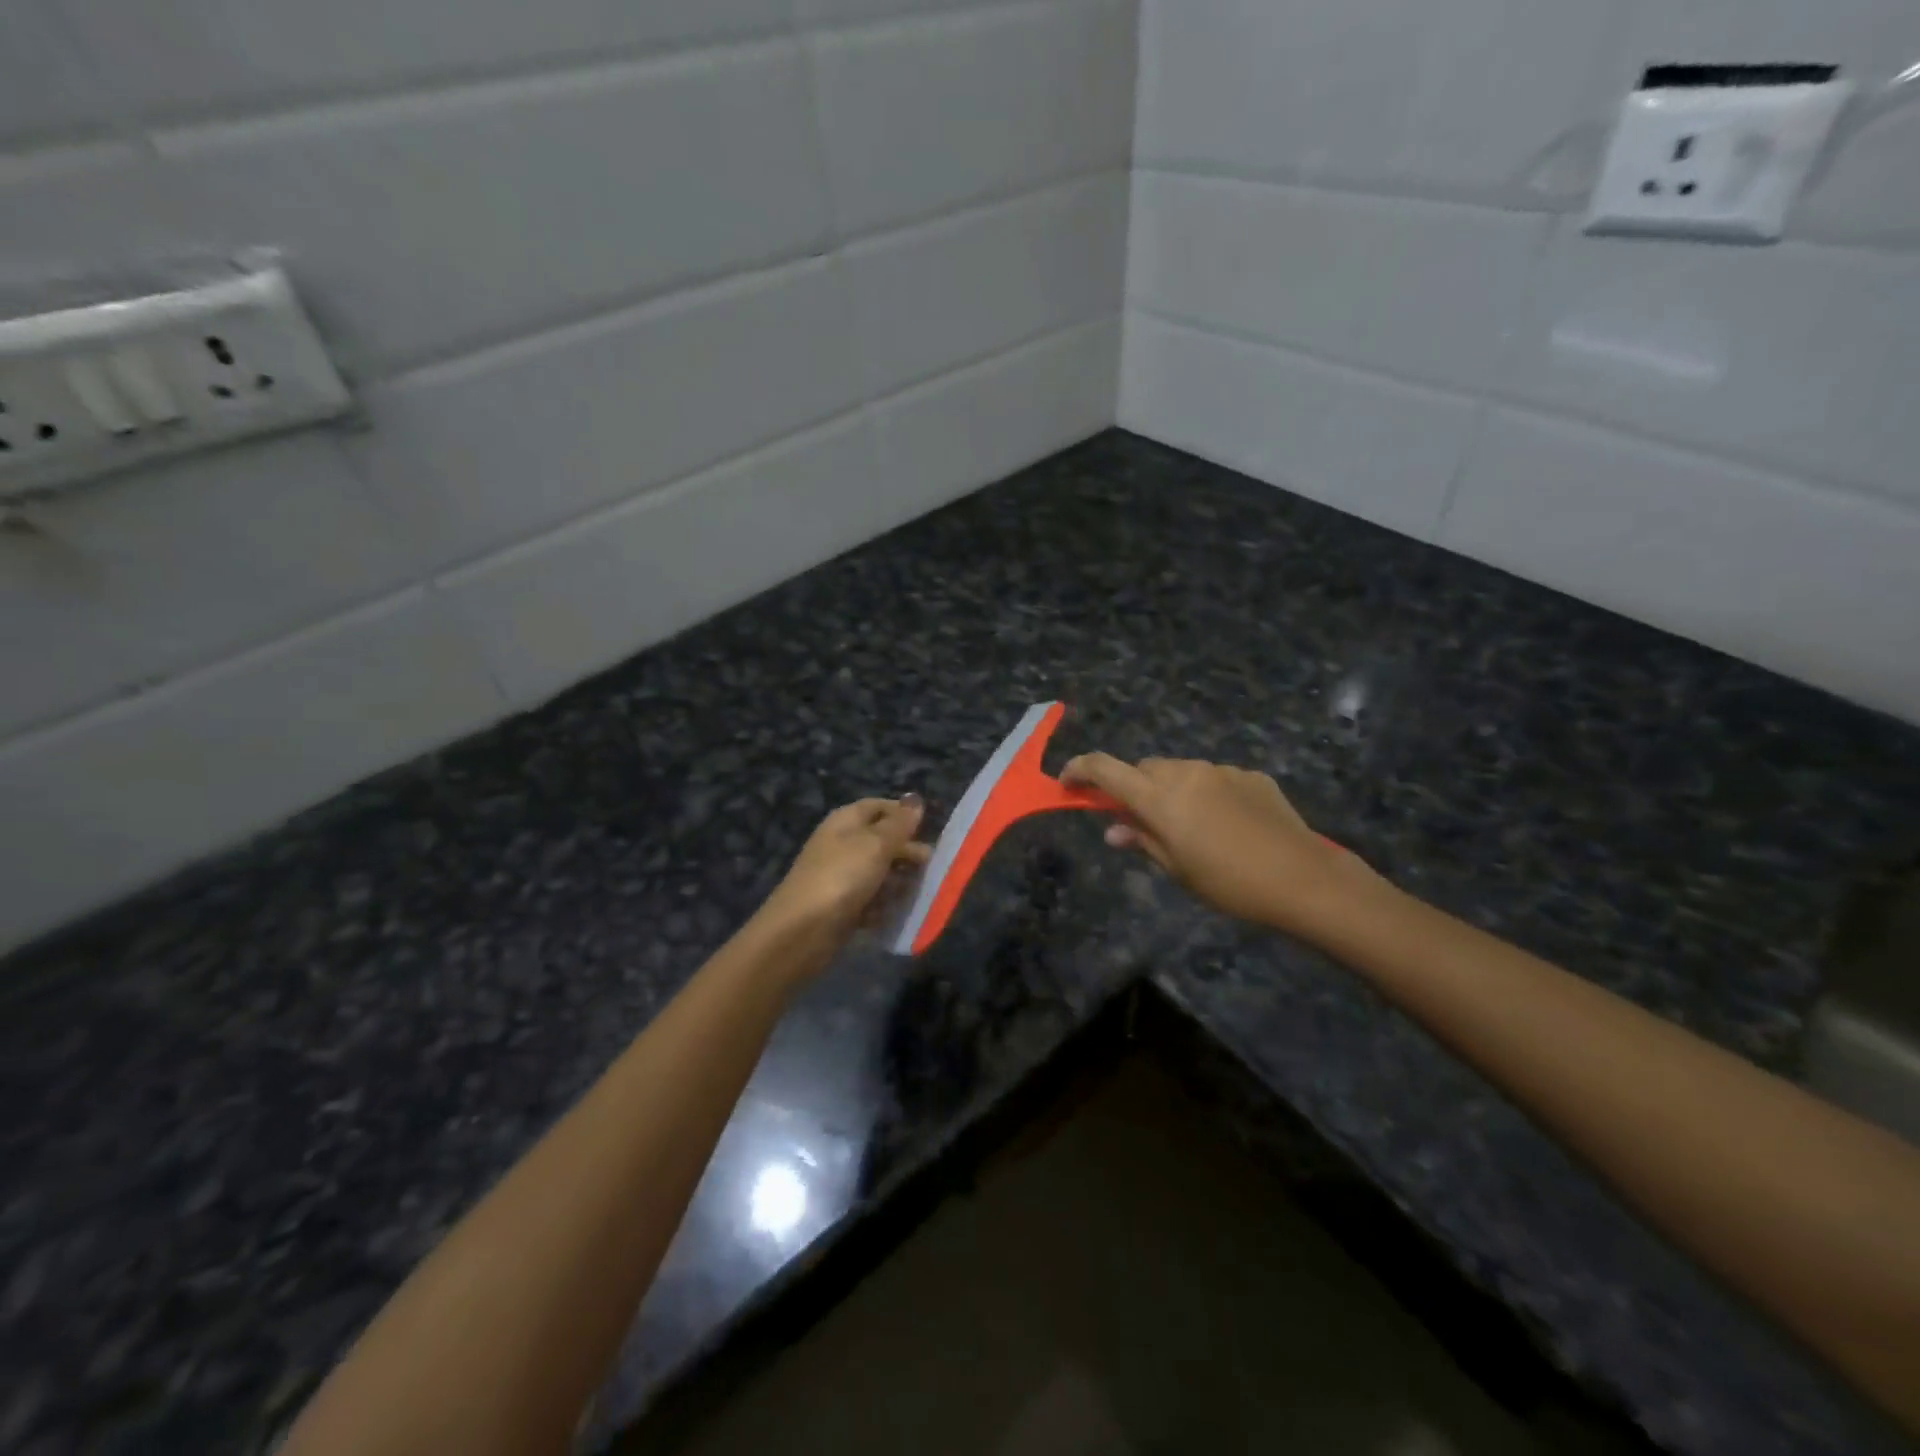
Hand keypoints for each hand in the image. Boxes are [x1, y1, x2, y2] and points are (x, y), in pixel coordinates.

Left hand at [761, 797, 930, 954]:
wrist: (801, 930)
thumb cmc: (842, 876)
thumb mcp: (876, 844)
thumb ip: (899, 824)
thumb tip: (915, 799)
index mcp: (846, 821)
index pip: (878, 806)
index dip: (903, 814)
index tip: (929, 828)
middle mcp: (842, 844)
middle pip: (881, 841)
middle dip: (907, 852)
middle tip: (930, 866)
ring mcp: (841, 877)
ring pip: (879, 872)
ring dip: (899, 881)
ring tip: (917, 892)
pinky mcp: (842, 906)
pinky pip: (871, 900)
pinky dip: (884, 905)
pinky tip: (896, 913)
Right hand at [1061, 754, 1376, 937]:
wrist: (1303, 879)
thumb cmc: (1229, 884)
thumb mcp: (1177, 869)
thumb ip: (1142, 841)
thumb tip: (1114, 830)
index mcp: (1160, 797)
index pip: (1106, 769)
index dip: (1080, 769)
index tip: (1067, 782)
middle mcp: (1186, 772)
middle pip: (1145, 769)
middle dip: (1135, 788)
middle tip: (1140, 821)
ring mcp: (1221, 770)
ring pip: (1180, 771)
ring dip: (1171, 790)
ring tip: (1189, 827)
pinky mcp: (1251, 775)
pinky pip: (1214, 778)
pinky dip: (1206, 793)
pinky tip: (1226, 824)